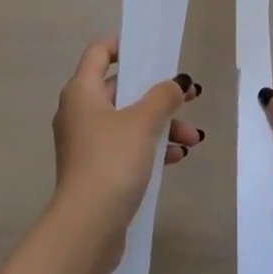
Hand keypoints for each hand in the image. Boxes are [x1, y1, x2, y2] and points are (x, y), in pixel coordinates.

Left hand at [52, 38, 202, 251]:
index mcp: (82, 91)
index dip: (126, 46)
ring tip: (193, 139)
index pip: (100, 51)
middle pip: (121, 88)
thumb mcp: (143, 122)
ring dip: (162, 125)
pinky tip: (176, 158)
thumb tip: (177, 82)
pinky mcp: (95, 169)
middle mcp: (79, 112)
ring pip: (128, 120)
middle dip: (159, 95)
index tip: (155, 52)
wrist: (87, 227)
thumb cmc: (111, 161)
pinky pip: (126, 146)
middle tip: (189, 99)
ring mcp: (86, 143)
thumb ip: (164, 95)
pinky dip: (150, 147)